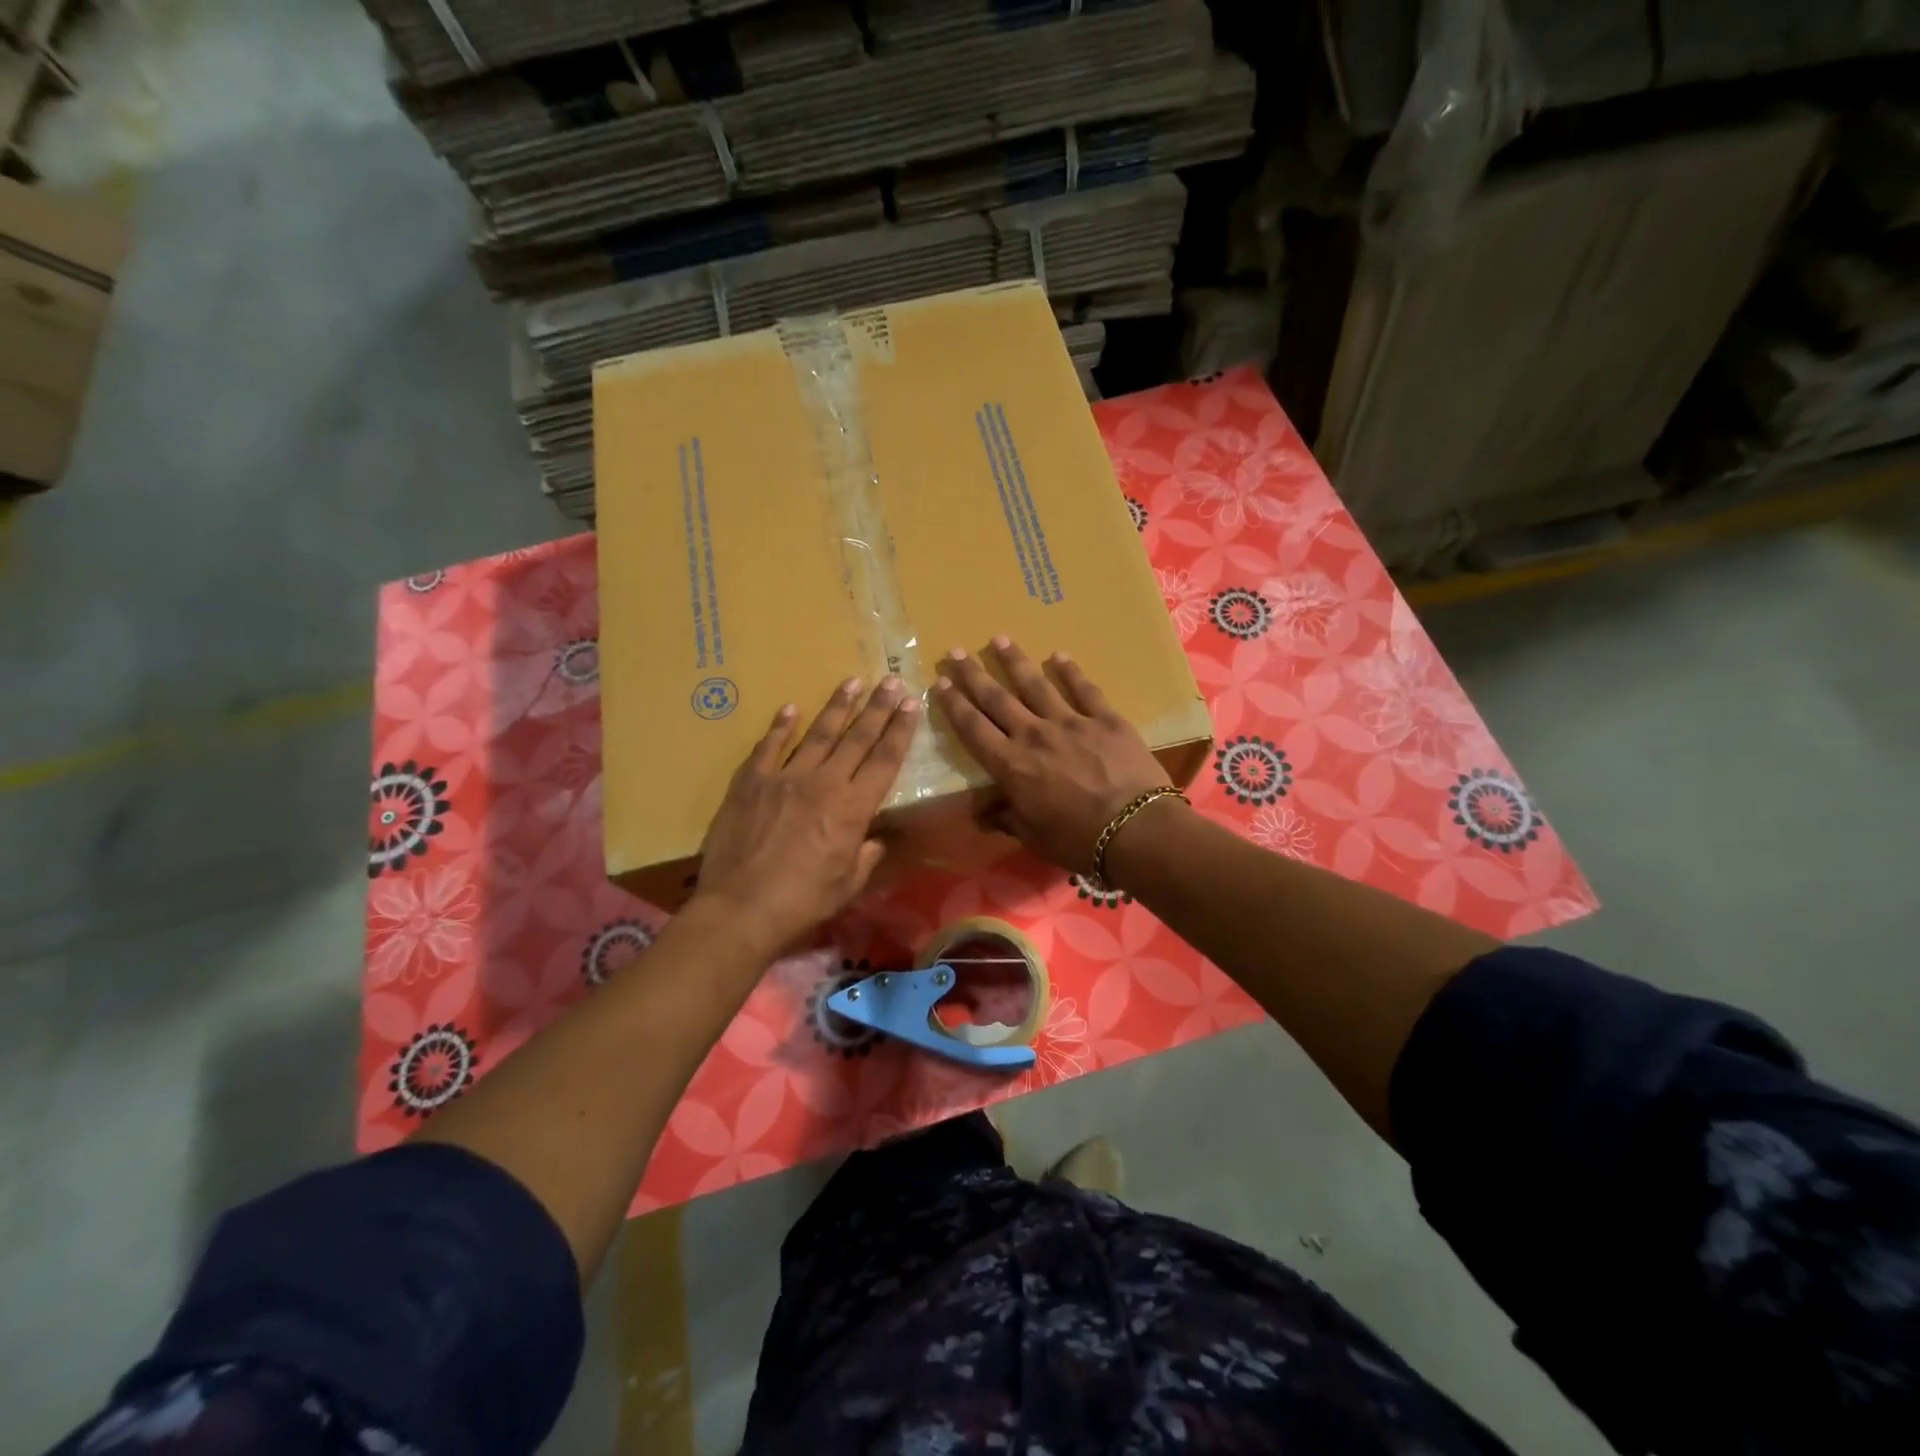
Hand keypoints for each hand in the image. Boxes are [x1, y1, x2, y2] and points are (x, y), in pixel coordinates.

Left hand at [693, 676, 920, 953]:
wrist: (741, 908)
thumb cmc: (802, 902)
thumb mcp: (848, 885)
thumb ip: (866, 855)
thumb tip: (876, 839)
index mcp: (853, 808)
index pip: (885, 760)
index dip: (900, 730)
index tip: (910, 703)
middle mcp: (824, 783)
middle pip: (857, 737)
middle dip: (878, 707)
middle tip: (891, 680)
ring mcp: (785, 778)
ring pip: (817, 733)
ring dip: (837, 706)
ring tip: (852, 681)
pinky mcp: (751, 782)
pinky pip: (769, 747)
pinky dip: (780, 727)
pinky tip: (790, 708)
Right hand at [933, 639, 1170, 874]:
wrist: (1136, 830)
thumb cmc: (1078, 841)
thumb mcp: (1033, 836)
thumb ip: (1006, 818)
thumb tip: (981, 815)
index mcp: (1012, 766)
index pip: (974, 729)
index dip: (955, 704)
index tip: (940, 682)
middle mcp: (1034, 735)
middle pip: (997, 699)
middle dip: (973, 674)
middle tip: (955, 651)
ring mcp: (1071, 722)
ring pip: (1036, 685)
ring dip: (1015, 661)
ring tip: (999, 639)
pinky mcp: (1105, 719)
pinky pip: (1084, 689)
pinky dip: (1070, 671)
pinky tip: (1059, 655)